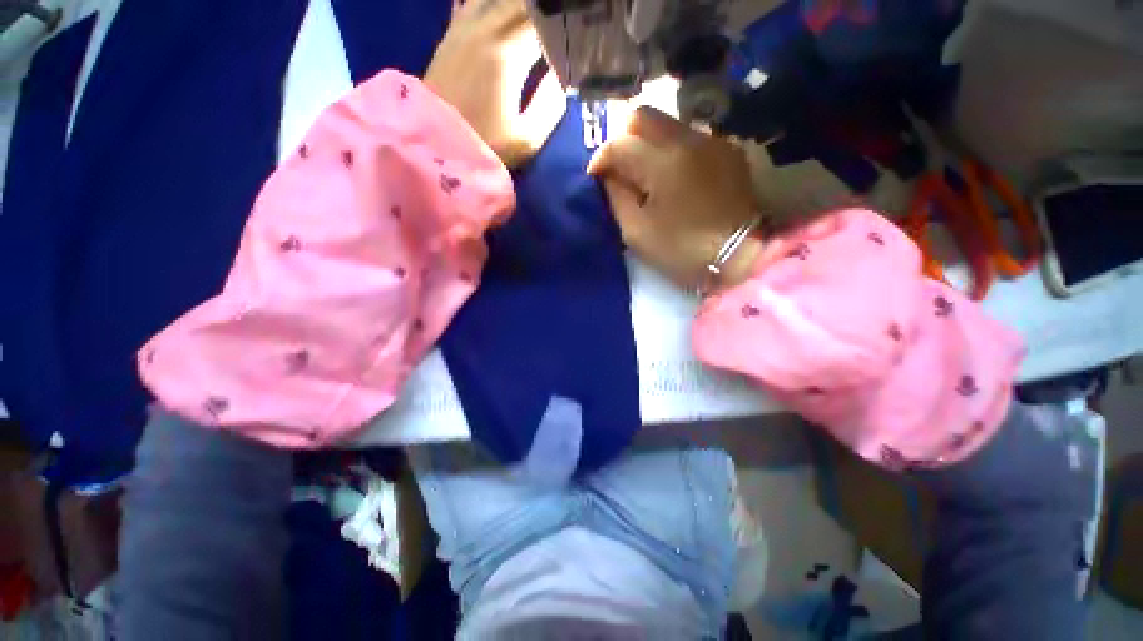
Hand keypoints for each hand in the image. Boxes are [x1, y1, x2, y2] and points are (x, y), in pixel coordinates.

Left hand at [424, 0, 565, 168]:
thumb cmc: (485, 146)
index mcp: (508, 52)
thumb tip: (561, 76)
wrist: (435, 145)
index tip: (581, 34)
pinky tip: (502, 10)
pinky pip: (472, 0)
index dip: (567, 23)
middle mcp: (485, 27)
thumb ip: (550, 106)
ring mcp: (464, 26)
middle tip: (563, 23)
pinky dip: (492, 3)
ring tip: (539, 17)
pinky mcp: (451, 33)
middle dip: (548, 10)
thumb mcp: (527, 139)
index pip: (547, 19)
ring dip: (522, 6)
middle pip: (524, 2)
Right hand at [588, 107, 761, 292]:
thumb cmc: (682, 251)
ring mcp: (712, 141)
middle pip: (643, 115)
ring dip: (648, 143)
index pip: (618, 144)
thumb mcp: (637, 232)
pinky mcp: (728, 150)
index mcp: (662, 163)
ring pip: (667, 123)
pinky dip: (672, 150)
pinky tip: (673, 175)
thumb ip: (617, 198)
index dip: (600, 158)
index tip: (595, 177)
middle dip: (622, 139)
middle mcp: (688, 139)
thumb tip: (608, 175)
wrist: (741, 256)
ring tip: (645, 173)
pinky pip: (690, 136)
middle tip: (619, 168)